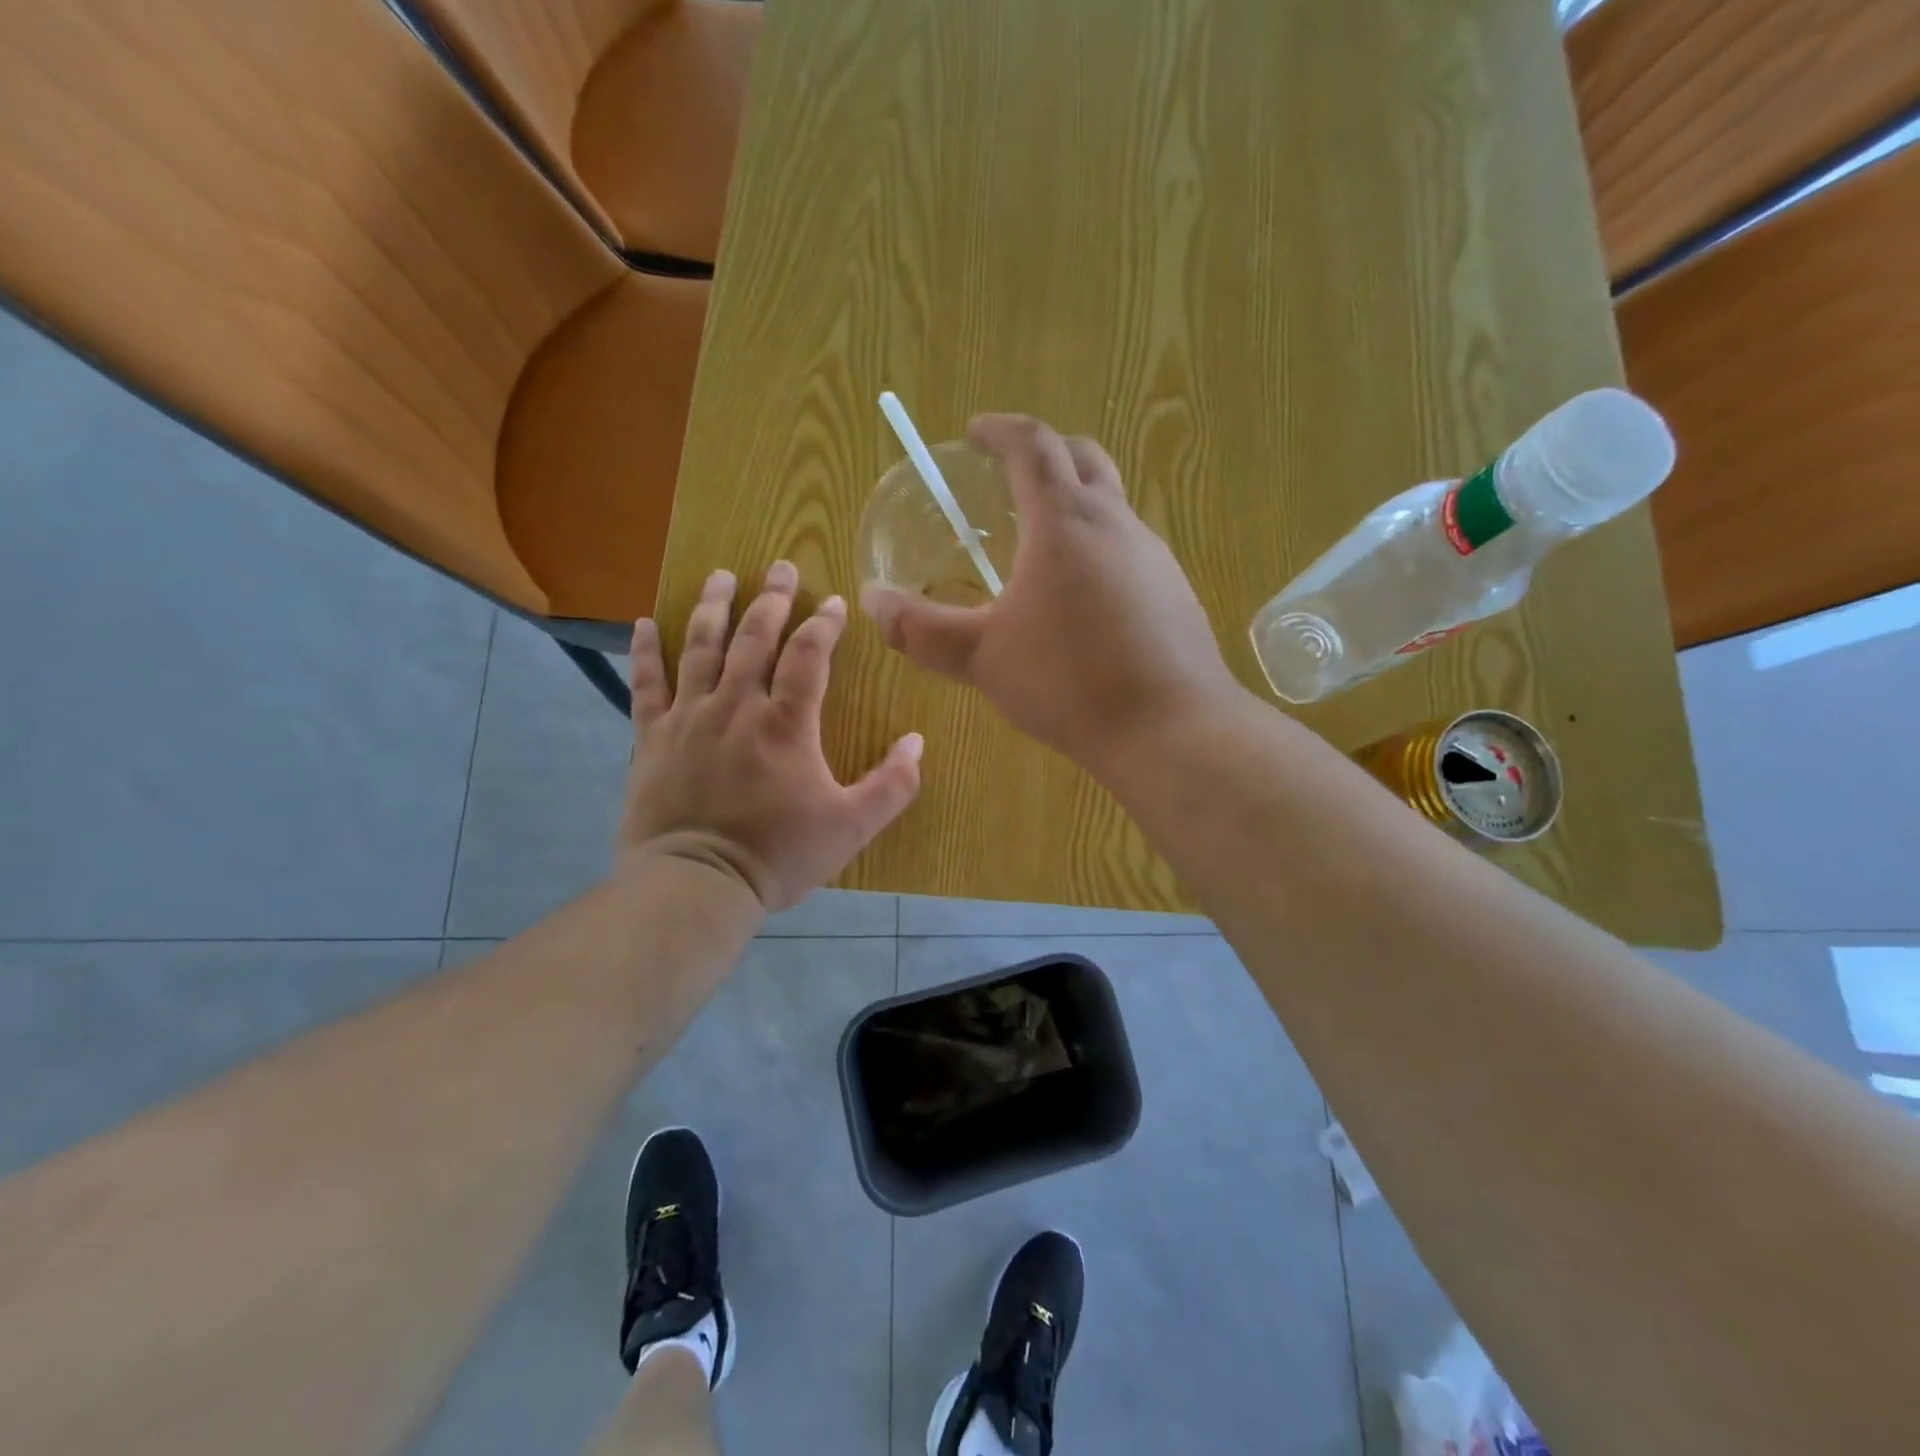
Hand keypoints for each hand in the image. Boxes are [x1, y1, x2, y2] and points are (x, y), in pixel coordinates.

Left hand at [621, 562, 923, 911]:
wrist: (697, 884)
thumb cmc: (779, 855)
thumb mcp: (852, 827)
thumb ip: (892, 784)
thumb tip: (917, 742)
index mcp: (787, 724)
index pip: (809, 655)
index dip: (823, 624)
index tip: (834, 603)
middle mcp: (737, 706)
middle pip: (754, 638)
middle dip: (771, 599)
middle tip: (780, 567)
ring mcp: (689, 718)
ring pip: (700, 647)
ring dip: (713, 606)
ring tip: (720, 575)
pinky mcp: (651, 738)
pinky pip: (646, 684)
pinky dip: (646, 652)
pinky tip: (645, 623)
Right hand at [859, 415, 1243, 774]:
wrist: (1171, 730)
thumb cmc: (1069, 683)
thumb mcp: (982, 658)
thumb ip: (921, 629)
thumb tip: (871, 602)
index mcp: (1065, 521)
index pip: (1033, 444)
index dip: (1000, 430)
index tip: (974, 433)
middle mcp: (1116, 523)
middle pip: (1083, 457)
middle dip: (1043, 452)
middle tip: (1008, 474)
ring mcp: (1155, 556)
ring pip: (1112, 505)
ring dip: (1074, 503)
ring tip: (1038, 543)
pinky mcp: (1175, 591)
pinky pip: (1131, 548)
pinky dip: (1098, 547)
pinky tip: (1081, 599)